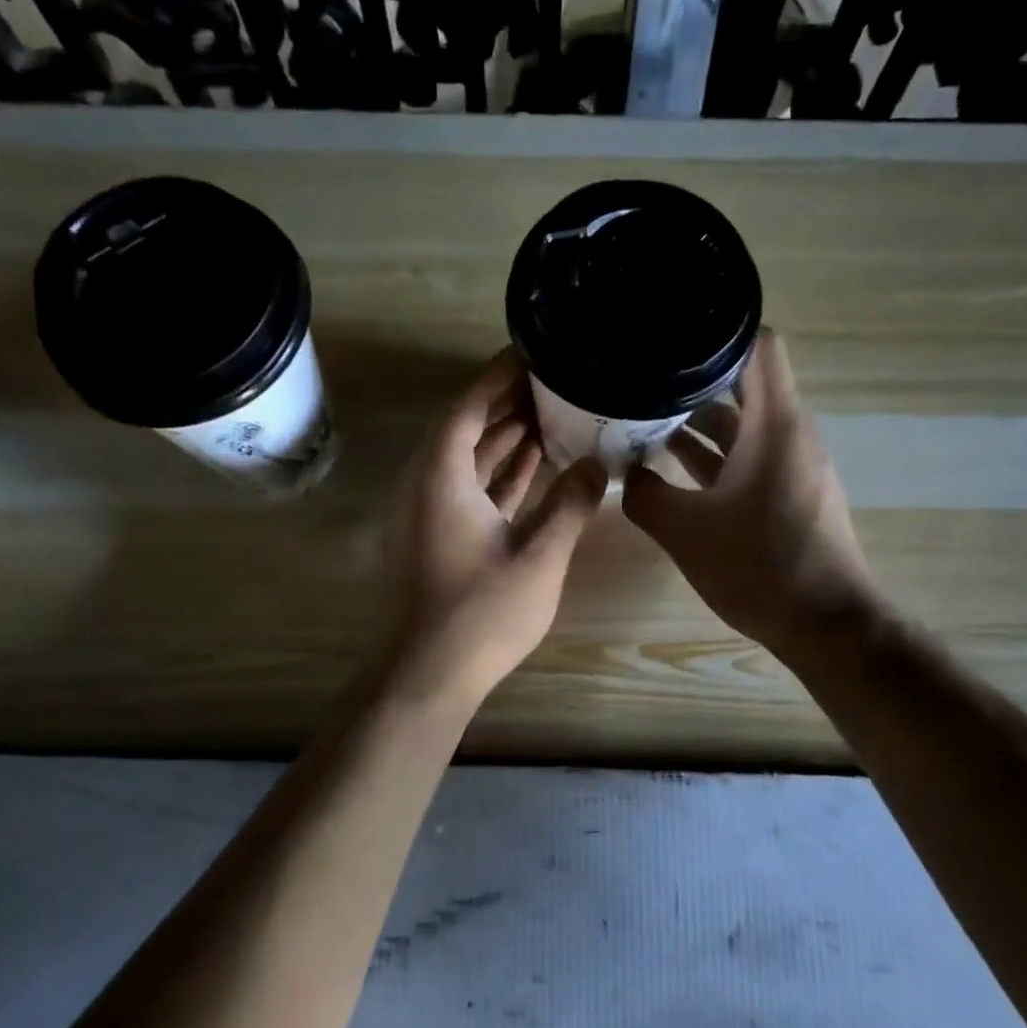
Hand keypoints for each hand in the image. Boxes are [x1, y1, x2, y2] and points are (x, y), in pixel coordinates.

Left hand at [382, 351, 607, 704]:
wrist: (429, 674)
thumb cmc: (482, 613)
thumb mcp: (539, 556)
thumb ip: (571, 504)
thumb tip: (599, 464)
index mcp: (441, 478)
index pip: (467, 407)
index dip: (497, 377)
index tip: (532, 353)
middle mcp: (427, 486)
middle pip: (465, 429)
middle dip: (506, 404)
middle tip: (552, 381)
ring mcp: (430, 514)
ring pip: (468, 462)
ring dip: (504, 439)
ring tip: (551, 414)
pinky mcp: (438, 538)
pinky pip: (469, 490)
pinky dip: (498, 475)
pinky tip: (534, 465)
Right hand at [622, 331, 876, 655]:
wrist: (825, 625)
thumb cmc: (759, 566)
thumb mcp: (685, 530)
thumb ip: (644, 495)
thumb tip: (624, 474)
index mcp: (774, 424)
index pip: (758, 345)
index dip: (716, 332)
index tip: (669, 337)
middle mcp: (790, 434)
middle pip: (744, 384)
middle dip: (691, 380)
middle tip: (640, 381)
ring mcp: (793, 466)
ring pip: (743, 426)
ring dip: (698, 423)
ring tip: (644, 421)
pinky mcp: (790, 495)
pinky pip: (749, 458)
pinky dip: (715, 457)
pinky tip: (672, 469)